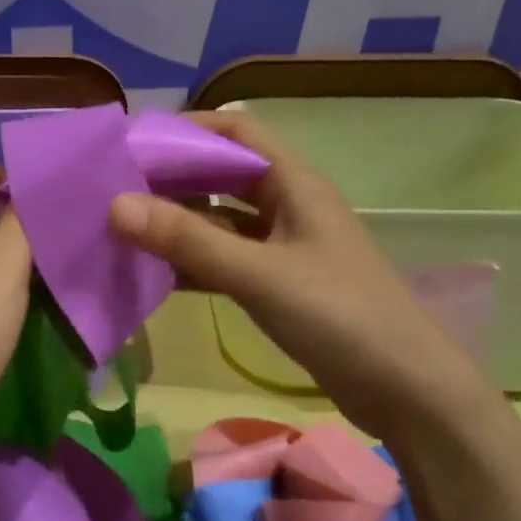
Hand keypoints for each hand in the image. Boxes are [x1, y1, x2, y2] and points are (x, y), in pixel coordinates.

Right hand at [107, 112, 492, 440]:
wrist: (407, 390)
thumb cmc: (340, 316)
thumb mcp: (260, 274)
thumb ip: (188, 240)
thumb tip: (114, 205)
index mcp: (294, 183)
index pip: (236, 131)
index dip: (186, 130)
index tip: (132, 145)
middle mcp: (288, 205)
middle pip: (222, 175)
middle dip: (172, 179)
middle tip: (114, 190)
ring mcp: (284, 247)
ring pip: (221, 221)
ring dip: (178, 223)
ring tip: (123, 231)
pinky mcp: (280, 285)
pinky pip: (226, 260)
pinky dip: (193, 262)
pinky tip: (155, 275)